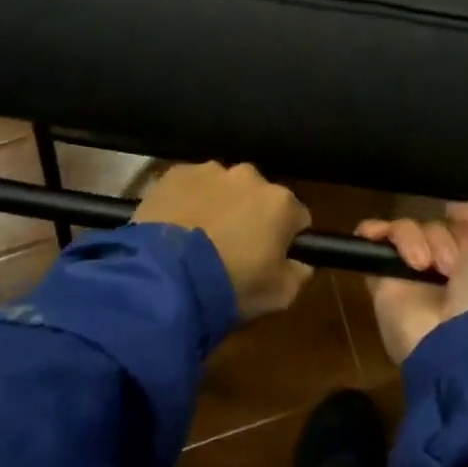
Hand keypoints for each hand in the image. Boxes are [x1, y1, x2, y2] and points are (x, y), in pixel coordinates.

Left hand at [132, 162, 313, 321]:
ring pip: (222, 187)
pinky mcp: (175, 174)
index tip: (271, 256)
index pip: (296, 216)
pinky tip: (175, 228)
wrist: (166, 278)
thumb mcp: (279, 295)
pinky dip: (187, 202)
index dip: (285, 237)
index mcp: (280, 202)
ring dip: (217, 205)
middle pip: (257, 196)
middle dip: (249, 215)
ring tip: (197, 239)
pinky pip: (189, 186)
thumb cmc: (231, 286)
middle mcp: (249, 176)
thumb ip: (298, 273)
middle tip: (231, 248)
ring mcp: (210, 171)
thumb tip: (301, 262)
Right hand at [355, 200, 467, 363]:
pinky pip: (371, 242)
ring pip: (405, 229)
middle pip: (432, 225)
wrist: (459, 344)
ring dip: (414, 240)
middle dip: (441, 238)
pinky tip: (377, 235)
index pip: (460, 224)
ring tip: (423, 266)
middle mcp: (444, 265)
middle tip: (449, 267)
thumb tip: (451, 208)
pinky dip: (372, 231)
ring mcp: (411, 273)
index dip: (464, 229)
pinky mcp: (383, 280)